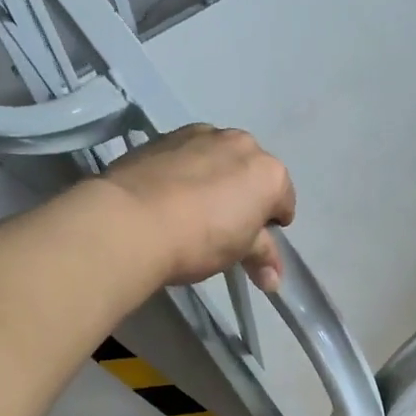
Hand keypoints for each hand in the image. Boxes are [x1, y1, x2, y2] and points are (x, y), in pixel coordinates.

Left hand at [102, 124, 295, 290]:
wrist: (132, 221)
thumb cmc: (200, 239)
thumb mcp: (238, 253)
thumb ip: (262, 257)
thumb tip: (274, 280)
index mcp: (269, 173)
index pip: (284, 202)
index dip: (271, 226)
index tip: (254, 243)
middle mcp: (241, 143)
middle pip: (252, 174)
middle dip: (244, 196)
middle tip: (224, 227)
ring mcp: (202, 134)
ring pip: (219, 159)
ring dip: (216, 179)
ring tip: (192, 210)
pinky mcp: (165, 136)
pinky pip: (188, 155)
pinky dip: (187, 171)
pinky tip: (169, 197)